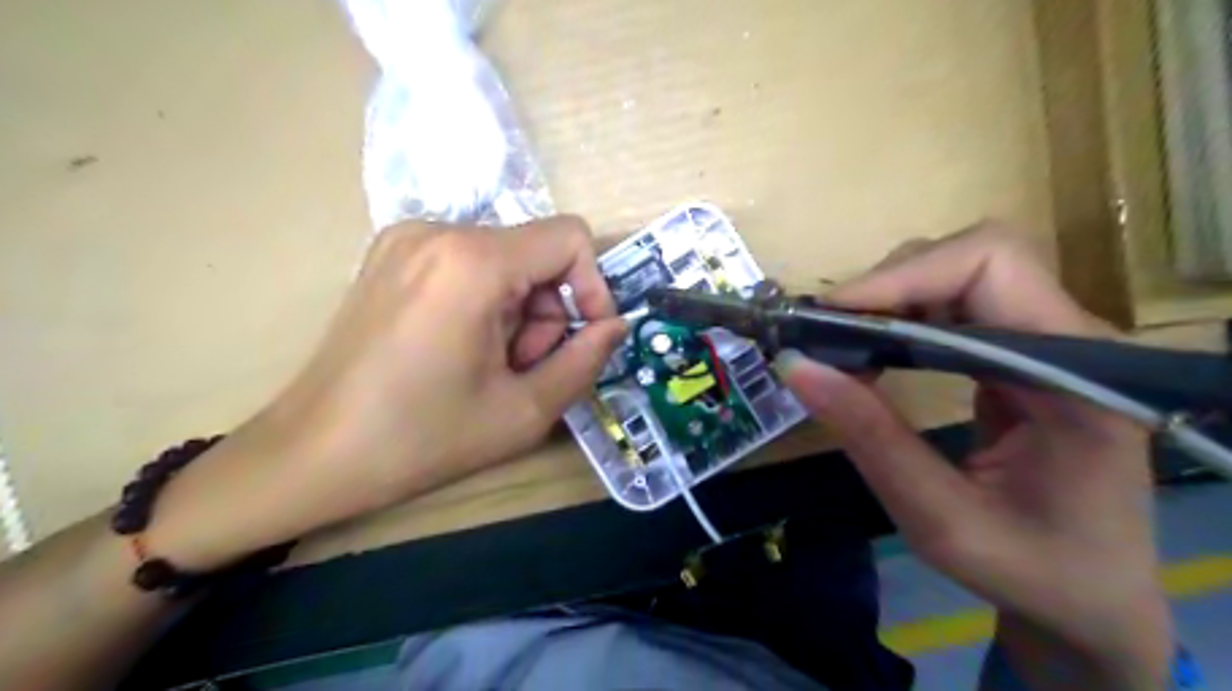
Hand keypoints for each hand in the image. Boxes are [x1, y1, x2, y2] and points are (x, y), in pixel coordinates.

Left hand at [144, 216, 625, 572]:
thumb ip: (585, 360)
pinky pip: (468, 265)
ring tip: (489, 367)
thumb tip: (615, 326)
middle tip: (522, 370)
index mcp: (473, 262)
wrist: (311, 455)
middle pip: (535, 254)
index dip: (592, 288)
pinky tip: (460, 349)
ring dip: (516, 313)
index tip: (584, 338)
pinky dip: (484, 303)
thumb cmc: (421, 439)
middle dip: (545, 314)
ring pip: (505, 261)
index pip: (570, 237)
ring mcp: (407, 239)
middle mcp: (438, 230)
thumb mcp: (524, 411)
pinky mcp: (390, 255)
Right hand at [772, 223, 1167, 687]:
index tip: (830, 316)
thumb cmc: (1029, 569)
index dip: (904, 277)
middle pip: (975, 258)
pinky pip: (956, 307)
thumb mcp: (938, 518)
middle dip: (889, 286)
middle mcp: (1072, 340)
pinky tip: (873, 353)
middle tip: (826, 334)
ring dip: (890, 300)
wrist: (1088, 596)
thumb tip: (793, 366)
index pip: (993, 267)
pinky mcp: (1023, 353)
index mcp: (1077, 377)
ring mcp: (1049, 342)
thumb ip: (870, 437)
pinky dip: (901, 319)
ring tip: (841, 344)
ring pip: (960, 274)